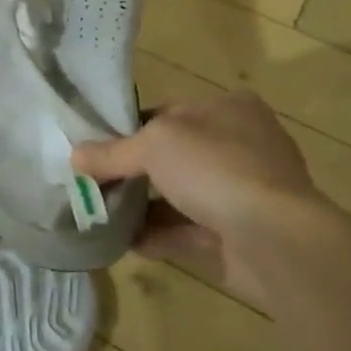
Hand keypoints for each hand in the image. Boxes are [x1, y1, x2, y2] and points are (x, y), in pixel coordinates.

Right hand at [72, 92, 323, 302]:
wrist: (275, 240)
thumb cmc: (215, 168)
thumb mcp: (152, 145)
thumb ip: (112, 153)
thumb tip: (75, 157)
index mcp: (229, 108)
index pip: (167, 113)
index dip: (129, 130)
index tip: (96, 149)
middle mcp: (241, 144)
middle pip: (173, 156)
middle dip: (134, 172)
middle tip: (94, 185)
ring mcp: (244, 192)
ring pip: (180, 195)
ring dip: (143, 206)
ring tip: (101, 215)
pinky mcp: (240, 233)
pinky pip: (189, 230)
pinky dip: (158, 235)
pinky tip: (126, 242)